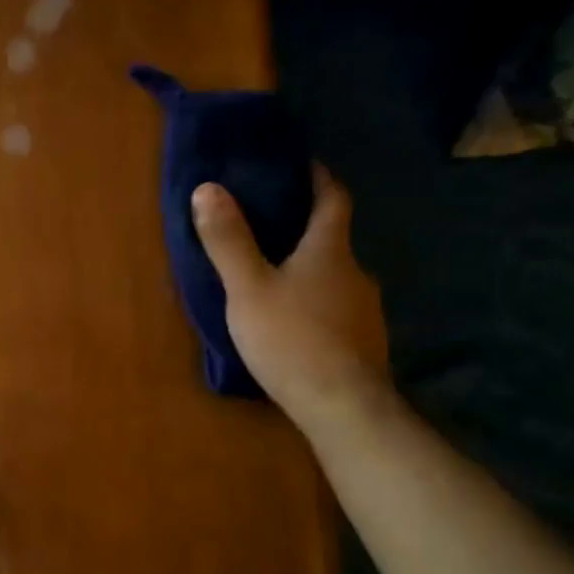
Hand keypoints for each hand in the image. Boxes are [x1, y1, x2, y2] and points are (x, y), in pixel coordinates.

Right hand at [191, 167, 390, 429]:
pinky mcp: (365, 343)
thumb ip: (228, 240)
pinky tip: (297, 325)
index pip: (333, 196)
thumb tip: (208, 188)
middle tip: (268, 229)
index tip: (299, 165)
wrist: (343, 408)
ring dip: (310, 272)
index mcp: (330, 249)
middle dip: (305, 230)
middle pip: (333, 239)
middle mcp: (356, 272)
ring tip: (276, 281)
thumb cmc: (292, 339)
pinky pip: (338, 310)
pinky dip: (318, 306)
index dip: (318, 177)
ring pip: (335, 278)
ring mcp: (366, 310)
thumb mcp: (248, 289)